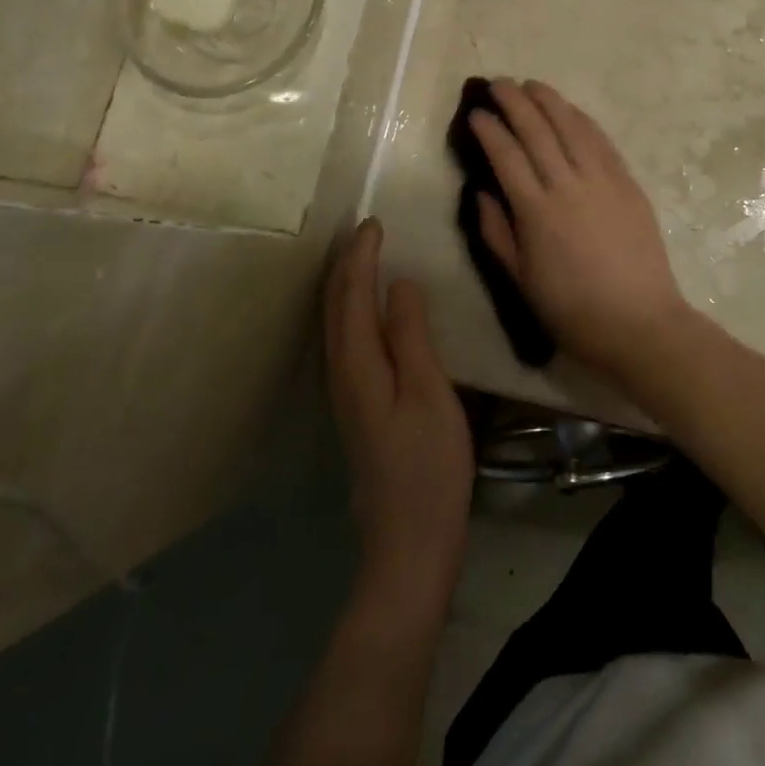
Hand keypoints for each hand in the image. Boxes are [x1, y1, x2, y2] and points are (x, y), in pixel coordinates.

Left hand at [325, 219, 473, 604]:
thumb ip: (411, 335)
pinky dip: (351, 310)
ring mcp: (345, 393)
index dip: (362, 256)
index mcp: (359, 364)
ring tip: (362, 257)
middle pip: (335, 307)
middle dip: (346, 264)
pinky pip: (345, 339)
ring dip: (345, 284)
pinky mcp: (356, 406)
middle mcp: (341, 373)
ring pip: (336, 323)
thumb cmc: (428, 465)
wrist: (409, 542)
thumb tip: (398, 283)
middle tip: (366, 230)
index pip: (354, 295)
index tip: (374, 222)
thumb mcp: (429, 393)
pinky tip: (367, 311)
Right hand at [469, 79, 696, 382]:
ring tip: (532, 84)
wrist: (640, 323)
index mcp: (537, 212)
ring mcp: (603, 180)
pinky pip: (602, 141)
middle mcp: (568, 186)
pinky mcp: (628, 183)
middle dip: (515, 102)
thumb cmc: (573, 310)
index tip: (476, 113)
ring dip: (550, 101)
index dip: (489, 130)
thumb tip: (481, 192)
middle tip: (499, 83)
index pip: (507, 157)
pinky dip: (583, 120)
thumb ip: (497, 233)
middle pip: (538, 132)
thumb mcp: (521, 280)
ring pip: (572, 127)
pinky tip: (571, 110)